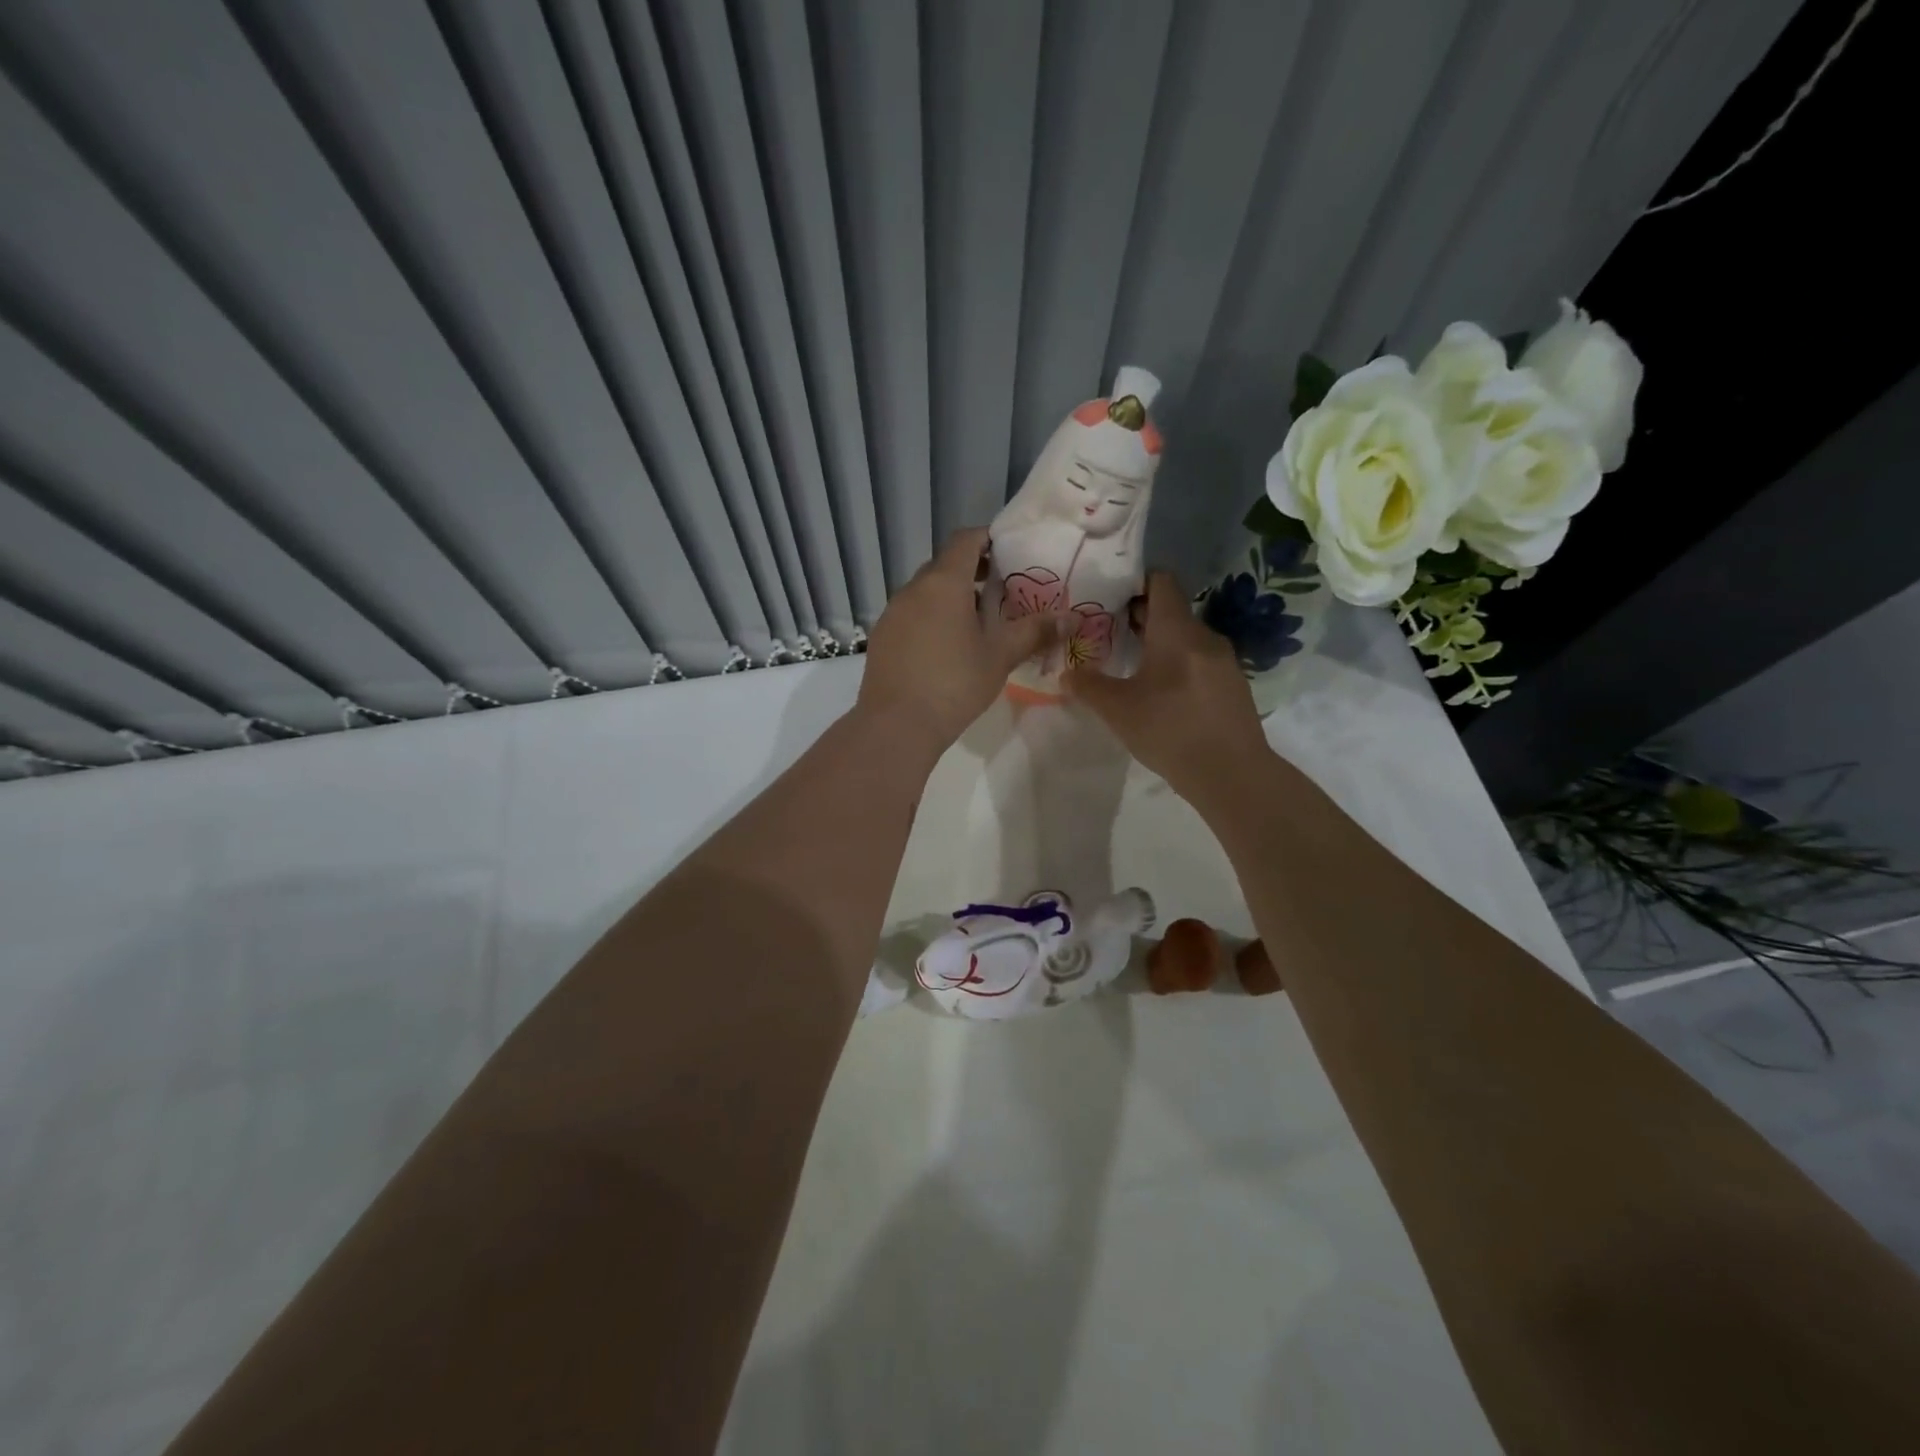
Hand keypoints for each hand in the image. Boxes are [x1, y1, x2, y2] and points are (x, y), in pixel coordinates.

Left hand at [856, 528, 1063, 754]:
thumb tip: (1070, 619)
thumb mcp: (1000, 657)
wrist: (896, 724)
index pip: (965, 540)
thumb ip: (1034, 632)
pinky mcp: (882, 637)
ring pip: (925, 591)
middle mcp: (913, 589)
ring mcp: (892, 613)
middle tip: (1001, 591)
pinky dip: (930, 618)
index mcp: (944, 582)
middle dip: (973, 571)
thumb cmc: (954, 683)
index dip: (988, 539)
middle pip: (944, 565)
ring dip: (950, 597)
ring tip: (976, 623)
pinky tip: (945, 648)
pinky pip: (910, 615)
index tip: (1009, 551)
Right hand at [1064, 572, 1270, 801]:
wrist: (1232, 774)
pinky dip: (1177, 664)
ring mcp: (1224, 661)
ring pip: (1185, 638)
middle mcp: (1204, 636)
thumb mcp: (1118, 710)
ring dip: (1158, 644)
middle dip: (1139, 617)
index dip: (1135, 581)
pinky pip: (1199, 661)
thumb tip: (1067, 673)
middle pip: (1171, 610)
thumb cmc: (1170, 731)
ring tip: (1130, 664)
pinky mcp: (1232, 685)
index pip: (1161, 581)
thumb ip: (1088, 686)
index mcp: (1176, 631)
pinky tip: (1160, 692)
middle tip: (1107, 631)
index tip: (1108, 596)